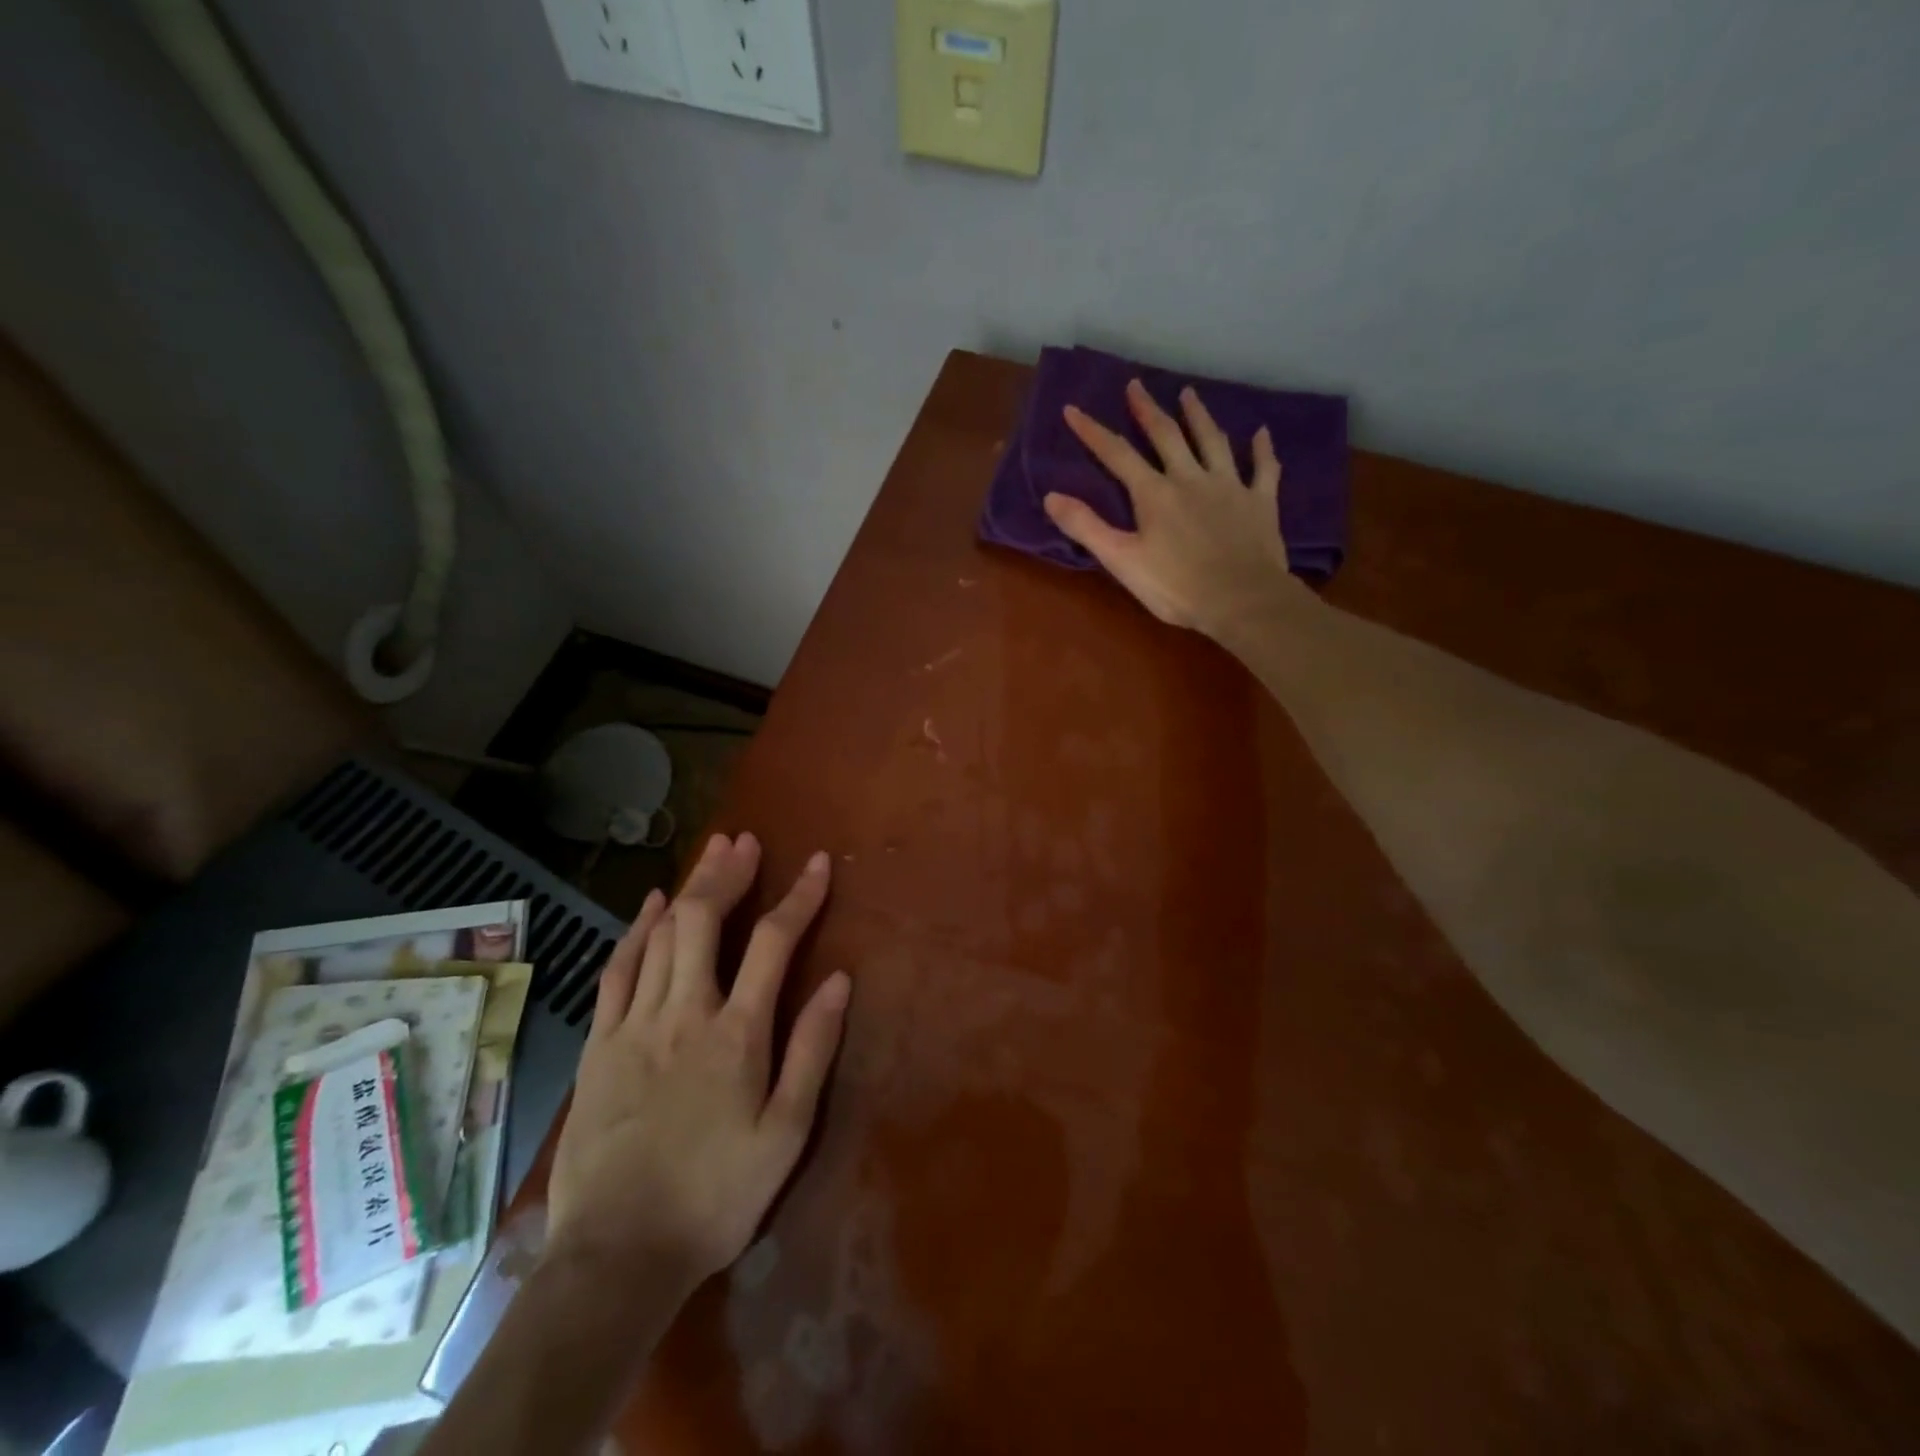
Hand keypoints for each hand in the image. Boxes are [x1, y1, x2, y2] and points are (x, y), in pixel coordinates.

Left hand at [546, 833, 850, 1290]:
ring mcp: (635, 1024)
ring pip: (662, 934)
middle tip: (746, 841)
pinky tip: (650, 904)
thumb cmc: (716, 1196)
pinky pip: (618, 969)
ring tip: (711, 853)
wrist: (617, 1256)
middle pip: (706, 920)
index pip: (775, 942)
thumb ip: (812, 1050)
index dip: (799, 896)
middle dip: (729, 873)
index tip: (816, 863)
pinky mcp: (600, 1043)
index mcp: (737, 1033)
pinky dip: (637, 929)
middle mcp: (685, 1012)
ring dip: (690, 887)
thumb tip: (839, 980)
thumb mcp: (786, 1133)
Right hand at [1046, 379, 1314, 642]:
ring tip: (1189, 394)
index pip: (1117, 455)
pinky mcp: (1259, 502)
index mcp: (1154, 493)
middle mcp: (1191, 478)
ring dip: (1199, 416)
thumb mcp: (1121, 560)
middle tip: (1136, 385)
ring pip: (1212, 441)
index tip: (1073, 410)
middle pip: (1167, 436)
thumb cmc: (1176, 586)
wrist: (1241, 599)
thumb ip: (1086, 527)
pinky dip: (1262, 449)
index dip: (1093, 432)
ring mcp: (1229, 486)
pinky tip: (1262, 433)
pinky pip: (1263, 469)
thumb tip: (1050, 497)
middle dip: (1147, 410)